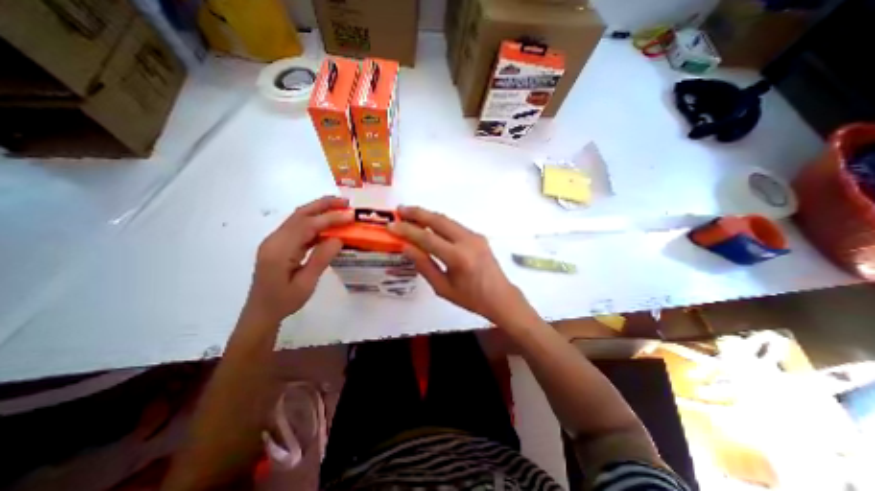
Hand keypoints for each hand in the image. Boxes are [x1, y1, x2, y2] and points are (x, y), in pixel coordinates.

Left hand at [242, 196, 350, 325]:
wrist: (261, 311)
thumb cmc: (284, 301)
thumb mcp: (306, 284)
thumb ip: (320, 259)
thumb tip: (338, 239)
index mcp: (279, 250)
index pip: (306, 225)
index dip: (329, 218)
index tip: (350, 216)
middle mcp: (274, 240)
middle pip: (300, 214)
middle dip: (323, 205)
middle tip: (345, 201)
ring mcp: (276, 240)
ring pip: (299, 218)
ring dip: (319, 210)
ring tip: (340, 207)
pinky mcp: (280, 244)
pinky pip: (299, 227)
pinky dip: (315, 221)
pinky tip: (328, 223)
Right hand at [390, 205, 532, 322]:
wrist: (500, 297)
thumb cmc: (471, 298)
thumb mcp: (443, 287)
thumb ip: (424, 265)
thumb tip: (407, 247)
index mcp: (458, 257)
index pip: (427, 238)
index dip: (407, 230)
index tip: (391, 225)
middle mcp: (467, 241)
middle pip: (438, 220)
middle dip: (417, 213)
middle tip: (400, 210)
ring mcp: (475, 236)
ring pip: (447, 220)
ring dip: (428, 215)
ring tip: (411, 214)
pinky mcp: (478, 236)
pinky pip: (455, 225)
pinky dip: (439, 222)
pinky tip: (430, 224)